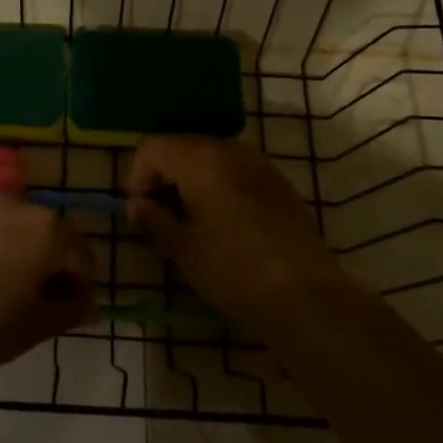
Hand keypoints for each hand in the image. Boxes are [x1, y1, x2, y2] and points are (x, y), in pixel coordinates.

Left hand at [0, 193, 92, 386]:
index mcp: (48, 228)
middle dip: (52, 268)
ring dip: (22, 257)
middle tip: (39, 307)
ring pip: (17, 231)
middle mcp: (19, 205)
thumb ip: (70, 310)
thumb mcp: (36, 327)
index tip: (68, 316)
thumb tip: (86, 303)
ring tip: (6, 296)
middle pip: (50, 236)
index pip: (82, 257)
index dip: (80, 289)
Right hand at [126, 138, 340, 333]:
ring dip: (190, 180)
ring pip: (209, 157)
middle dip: (162, 176)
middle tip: (158, 216)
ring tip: (188, 220)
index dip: (136, 176)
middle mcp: (229, 149)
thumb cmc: (234, 270)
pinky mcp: (279, 182)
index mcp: (200, 159)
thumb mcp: (184, 249)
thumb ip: (154, 220)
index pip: (152, 148)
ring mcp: (259, 163)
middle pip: (181, 147)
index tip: (138, 211)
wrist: (306, 296)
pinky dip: (217, 185)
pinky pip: (235, 170)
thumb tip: (136, 206)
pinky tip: (221, 222)